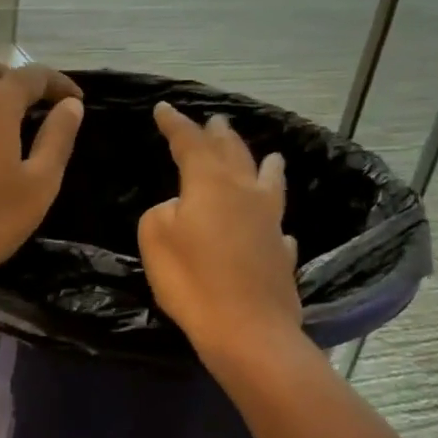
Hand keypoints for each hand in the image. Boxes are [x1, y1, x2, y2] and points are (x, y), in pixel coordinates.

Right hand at [138, 101, 303, 367]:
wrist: (247, 329)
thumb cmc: (192, 280)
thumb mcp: (155, 238)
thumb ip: (162, 212)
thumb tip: (181, 208)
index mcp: (211, 184)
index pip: (190, 143)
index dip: (175, 124)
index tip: (163, 108)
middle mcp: (245, 193)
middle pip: (233, 154)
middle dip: (219, 135)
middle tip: (214, 121)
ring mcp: (270, 223)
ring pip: (268, 181)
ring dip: (263, 163)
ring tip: (270, 154)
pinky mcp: (281, 252)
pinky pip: (277, 225)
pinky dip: (272, 217)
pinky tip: (276, 225)